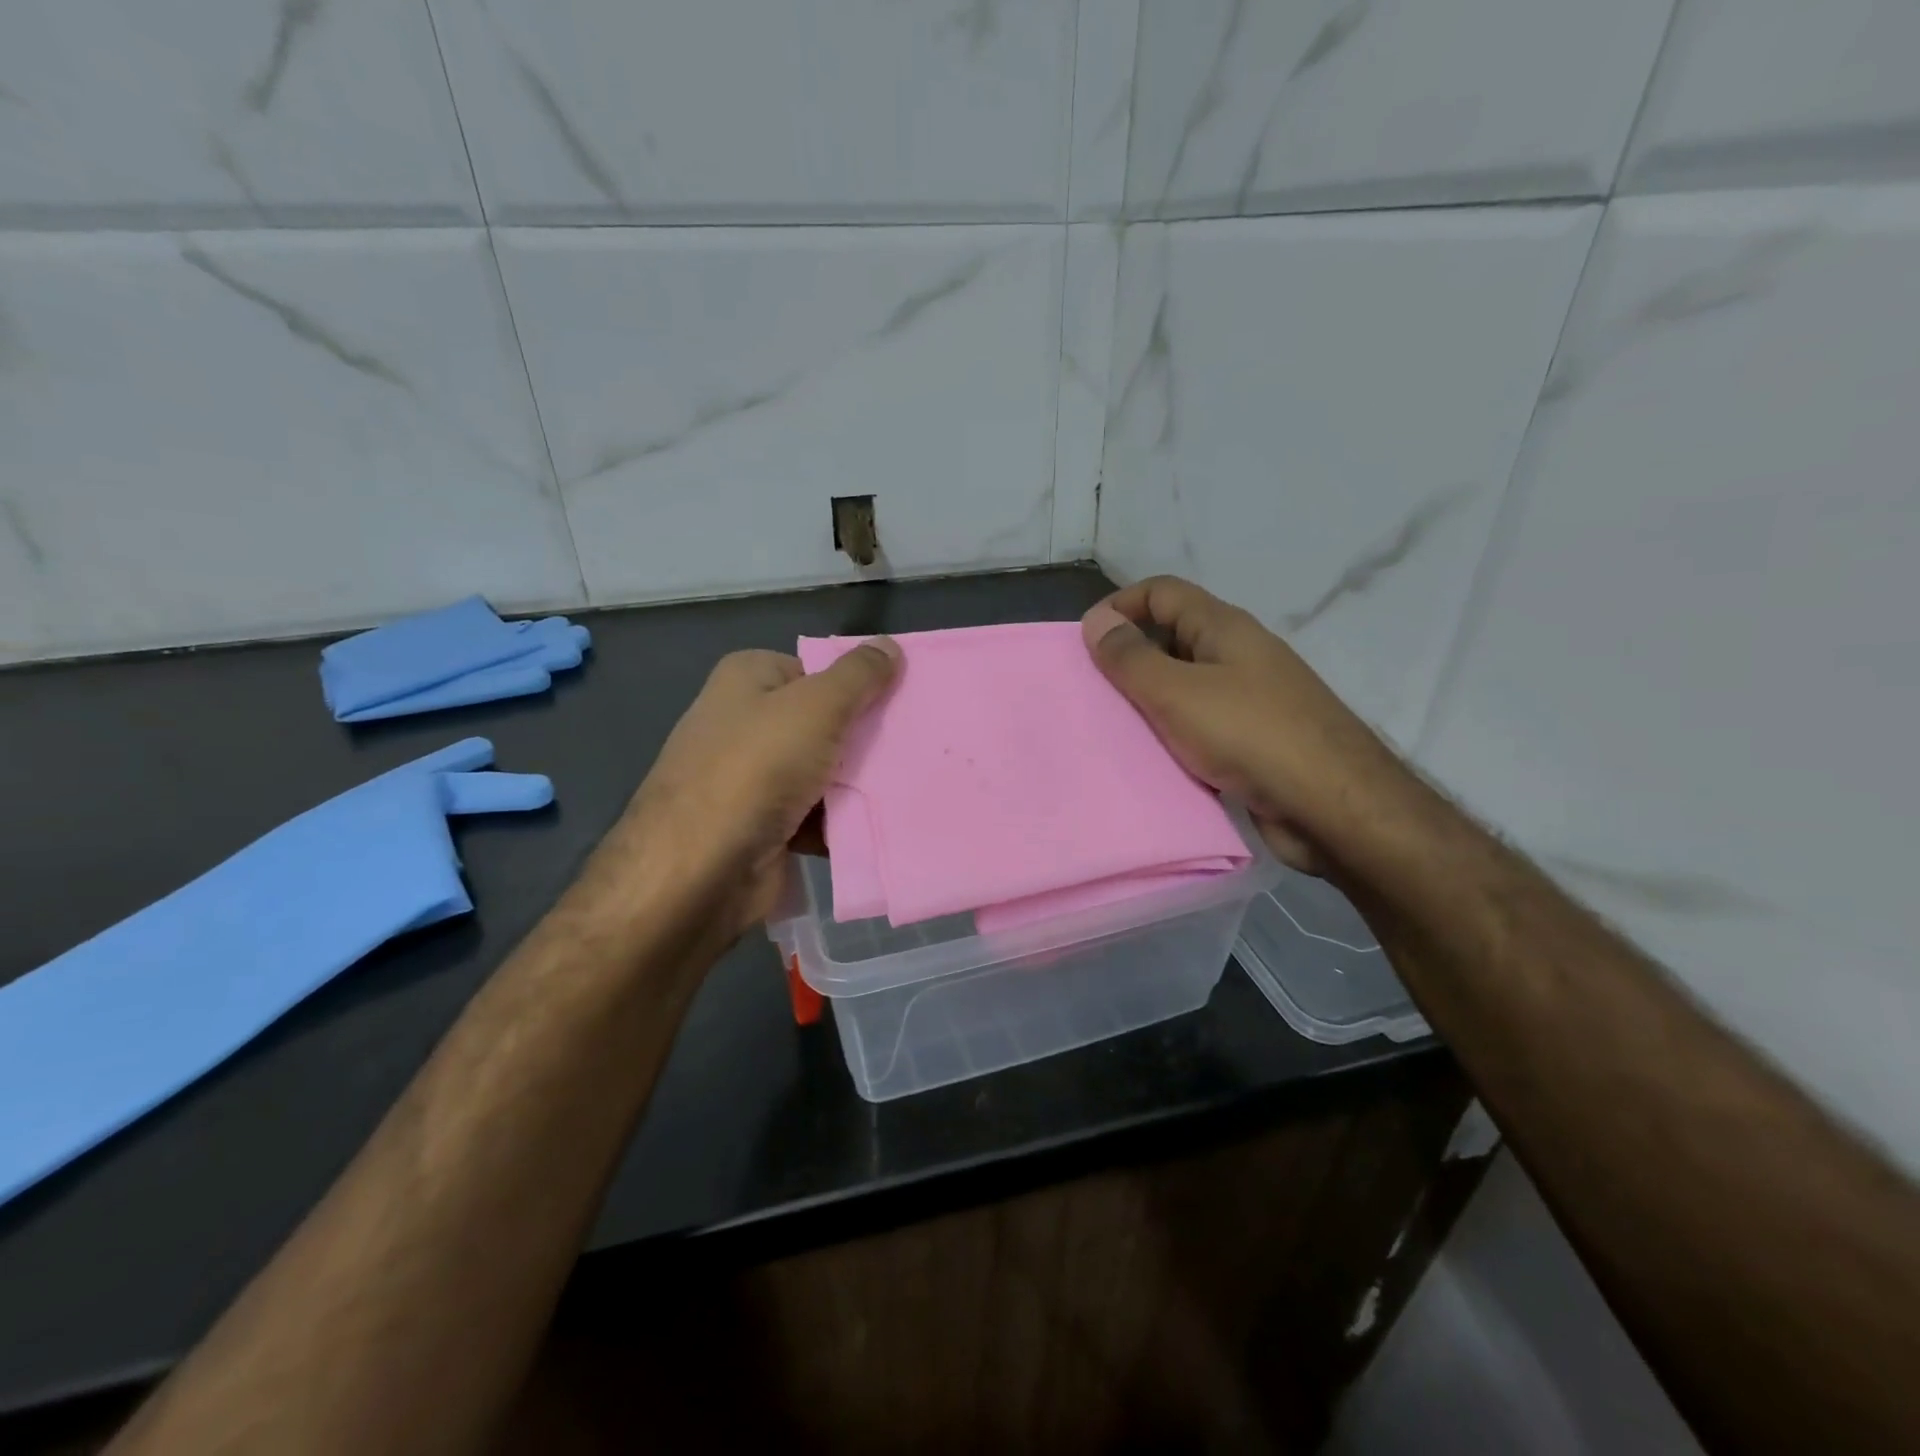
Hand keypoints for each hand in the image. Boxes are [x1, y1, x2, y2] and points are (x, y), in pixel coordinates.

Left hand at [604, 640, 899, 943]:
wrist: (701, 868)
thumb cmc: (757, 768)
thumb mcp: (817, 706)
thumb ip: (858, 675)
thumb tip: (890, 646)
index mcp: (747, 679)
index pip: (814, 669)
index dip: (856, 683)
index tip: (899, 702)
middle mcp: (744, 722)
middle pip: (822, 720)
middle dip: (863, 736)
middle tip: (913, 744)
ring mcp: (750, 776)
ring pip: (822, 770)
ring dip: (856, 783)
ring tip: (906, 785)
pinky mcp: (762, 824)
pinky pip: (815, 813)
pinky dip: (840, 820)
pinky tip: (879, 823)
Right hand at [1081, 577, 1402, 872]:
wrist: (1333, 806)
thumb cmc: (1251, 736)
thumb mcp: (1178, 693)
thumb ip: (1132, 658)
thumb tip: (1096, 620)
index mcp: (1224, 628)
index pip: (1162, 592)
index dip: (1119, 605)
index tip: (1085, 642)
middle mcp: (1238, 655)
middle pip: (1171, 637)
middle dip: (1129, 657)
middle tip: (1091, 691)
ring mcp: (1249, 699)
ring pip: (1184, 685)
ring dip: (1148, 700)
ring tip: (1110, 726)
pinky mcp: (1253, 740)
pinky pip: (1200, 725)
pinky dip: (1172, 733)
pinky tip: (1151, 757)